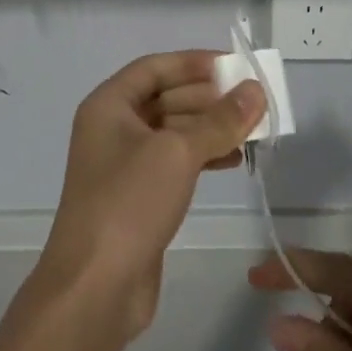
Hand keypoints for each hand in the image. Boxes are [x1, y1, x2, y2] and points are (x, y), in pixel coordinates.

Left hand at [40, 52, 264, 342]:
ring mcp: (125, 164)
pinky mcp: (139, 196)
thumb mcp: (178, 153)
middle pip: (167, 97)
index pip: (155, 67)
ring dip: (212, 127)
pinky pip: (176, 162)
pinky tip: (235, 160)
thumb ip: (220, 120)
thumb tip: (256, 90)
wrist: (95, 288)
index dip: (194, 62)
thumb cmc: (129, 203)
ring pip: (175, 131)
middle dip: (209, 97)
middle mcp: (114, 128)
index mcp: (109, 105)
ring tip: (254, 129)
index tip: (234, 65)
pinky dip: (204, 156)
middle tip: (254, 100)